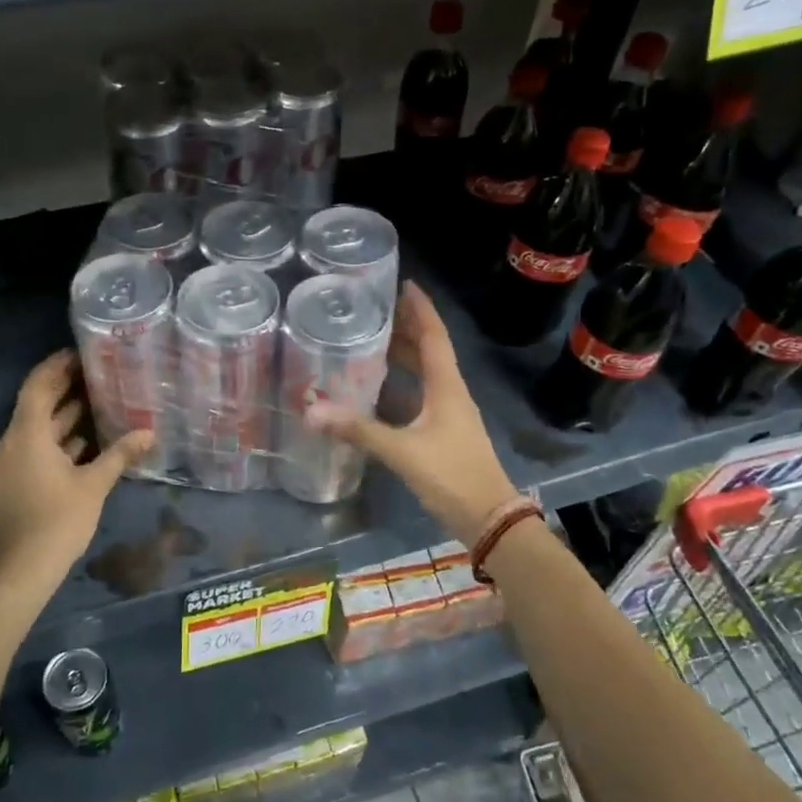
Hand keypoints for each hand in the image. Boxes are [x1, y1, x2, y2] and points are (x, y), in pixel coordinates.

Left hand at [0, 350, 151, 591]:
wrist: (19, 569)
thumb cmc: (57, 520)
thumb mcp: (93, 485)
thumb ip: (120, 454)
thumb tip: (149, 433)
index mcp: (27, 433)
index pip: (38, 384)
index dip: (57, 365)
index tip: (82, 352)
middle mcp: (13, 441)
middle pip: (37, 403)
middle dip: (65, 387)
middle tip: (99, 372)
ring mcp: (11, 462)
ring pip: (38, 427)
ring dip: (65, 414)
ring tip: (100, 400)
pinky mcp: (15, 480)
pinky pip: (37, 447)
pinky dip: (60, 439)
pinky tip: (88, 440)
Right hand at [305, 281, 518, 543]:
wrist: (489, 518)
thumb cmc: (452, 475)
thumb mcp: (402, 451)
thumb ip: (358, 430)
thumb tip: (312, 412)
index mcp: (447, 386)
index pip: (434, 336)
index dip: (420, 309)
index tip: (404, 283)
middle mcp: (450, 393)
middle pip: (430, 350)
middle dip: (406, 327)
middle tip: (376, 309)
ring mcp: (449, 414)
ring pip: (426, 374)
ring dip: (404, 355)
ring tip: (373, 339)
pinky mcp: (443, 433)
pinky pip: (420, 396)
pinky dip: (402, 384)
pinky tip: (379, 388)